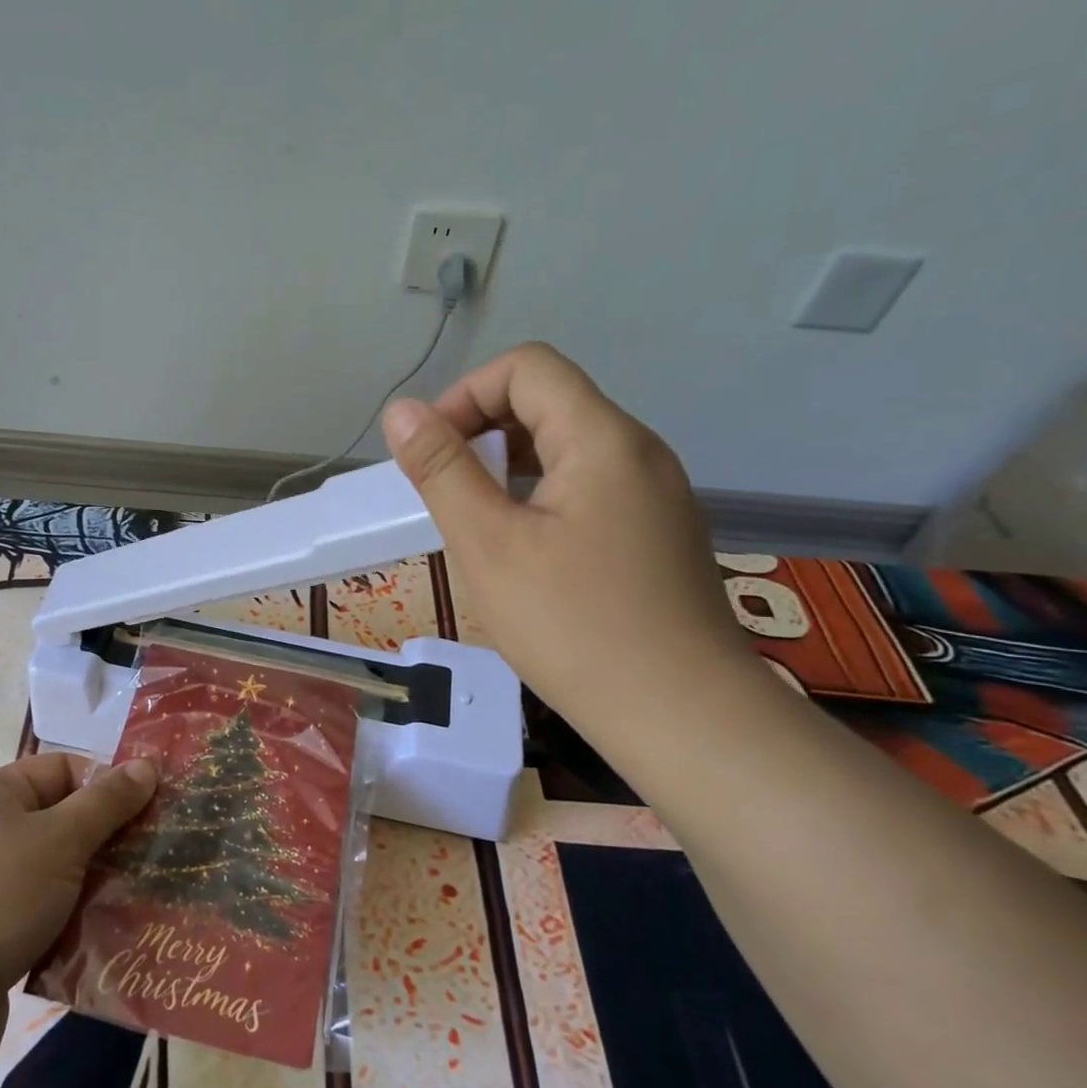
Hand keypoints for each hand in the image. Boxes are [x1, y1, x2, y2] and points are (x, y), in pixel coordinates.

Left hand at [0, 752, 156, 1070]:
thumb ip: (108, 802)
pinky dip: (62, 923)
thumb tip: (147, 765)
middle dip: (103, 840)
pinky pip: (32, 915)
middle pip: (57, 821)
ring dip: (88, 886)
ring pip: (49, 872)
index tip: (148, 813)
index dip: (105, 785)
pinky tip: (95, 940)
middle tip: (149, 859)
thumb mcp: (62, 840)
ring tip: (132, 902)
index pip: (62, 769)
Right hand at [382, 341, 755, 745]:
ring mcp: (655, 495)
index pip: (526, 368)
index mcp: (602, 438)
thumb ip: (442, 470)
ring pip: (568, 449)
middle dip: (483, 432)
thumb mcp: (489, 545)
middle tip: (445, 493)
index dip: (466, 395)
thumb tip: (401, 410)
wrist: (685, 719)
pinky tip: (522, 552)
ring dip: (509, 468)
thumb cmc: (575, 627)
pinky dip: (541, 498)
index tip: (431, 453)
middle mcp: (638, 451)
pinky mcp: (657, 534)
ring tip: (475, 523)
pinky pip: (589, 488)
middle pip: (549, 403)